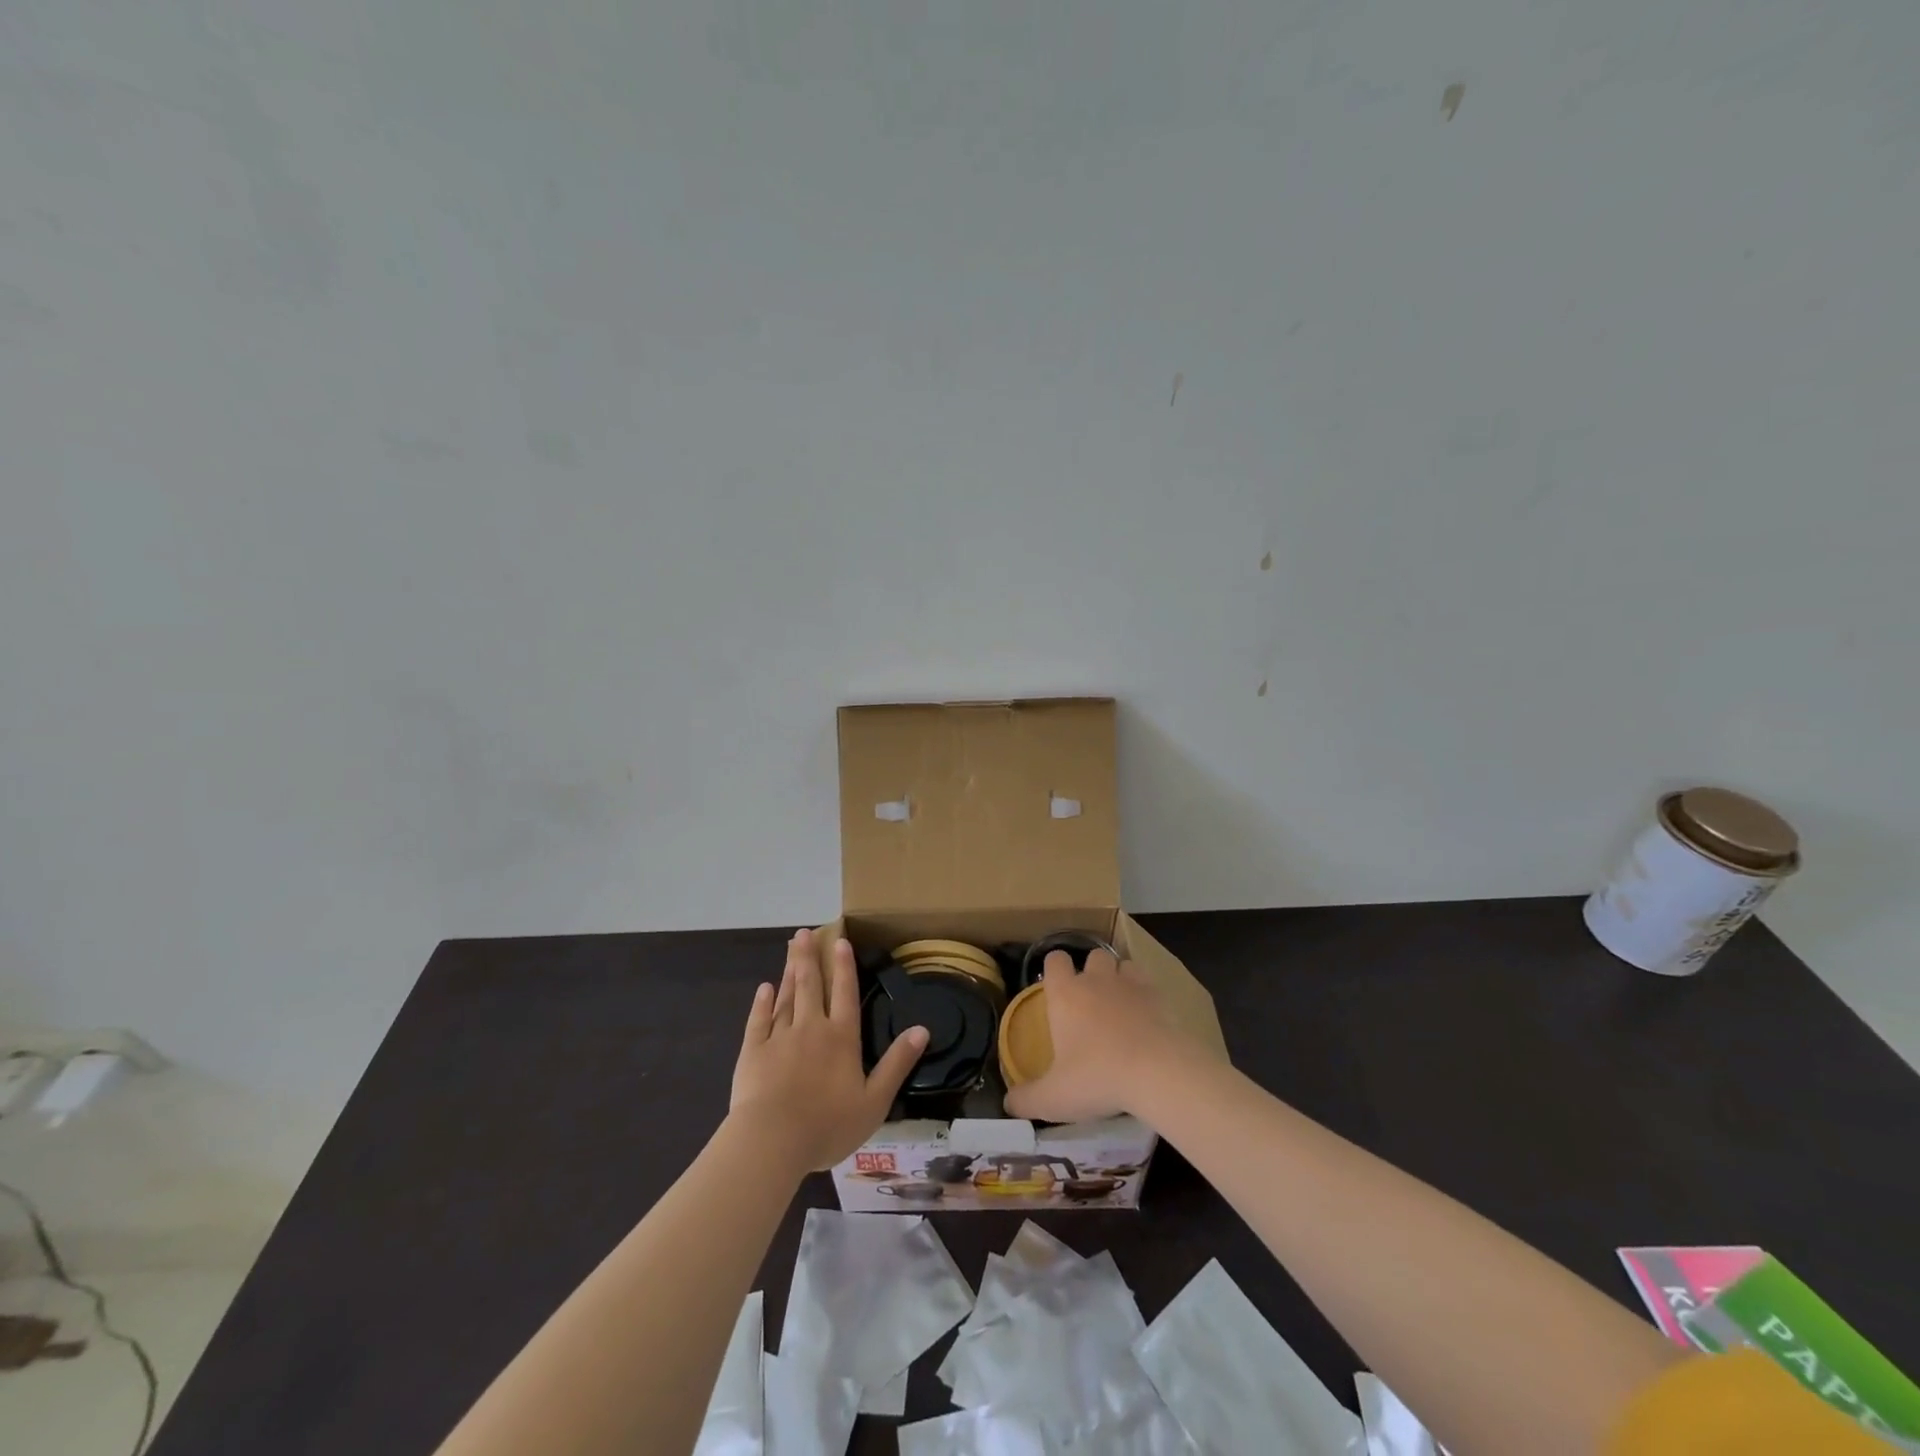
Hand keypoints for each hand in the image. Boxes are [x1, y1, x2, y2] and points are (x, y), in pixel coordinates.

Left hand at [729, 929, 927, 1172]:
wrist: (772, 1141)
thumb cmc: (828, 1125)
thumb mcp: (875, 1100)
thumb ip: (897, 1063)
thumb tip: (922, 1029)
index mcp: (841, 1038)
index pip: (845, 994)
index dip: (844, 967)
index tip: (839, 940)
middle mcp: (811, 1028)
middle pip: (811, 986)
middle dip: (809, 957)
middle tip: (804, 932)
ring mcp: (779, 1038)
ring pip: (786, 997)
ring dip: (790, 972)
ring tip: (791, 950)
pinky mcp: (752, 1052)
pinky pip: (758, 1020)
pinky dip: (761, 1003)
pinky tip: (764, 989)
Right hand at [1003, 949, 1192, 1123]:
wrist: (1157, 1072)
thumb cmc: (1097, 1078)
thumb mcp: (1054, 1098)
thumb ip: (1026, 1099)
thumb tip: (1008, 1104)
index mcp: (1065, 994)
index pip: (1054, 960)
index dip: (1055, 969)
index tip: (1056, 987)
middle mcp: (1095, 980)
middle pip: (1092, 956)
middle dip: (1091, 972)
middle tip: (1091, 1002)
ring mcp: (1129, 984)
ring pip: (1122, 964)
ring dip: (1120, 978)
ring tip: (1120, 1004)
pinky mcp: (1158, 996)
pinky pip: (1148, 982)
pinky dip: (1145, 993)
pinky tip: (1146, 1015)